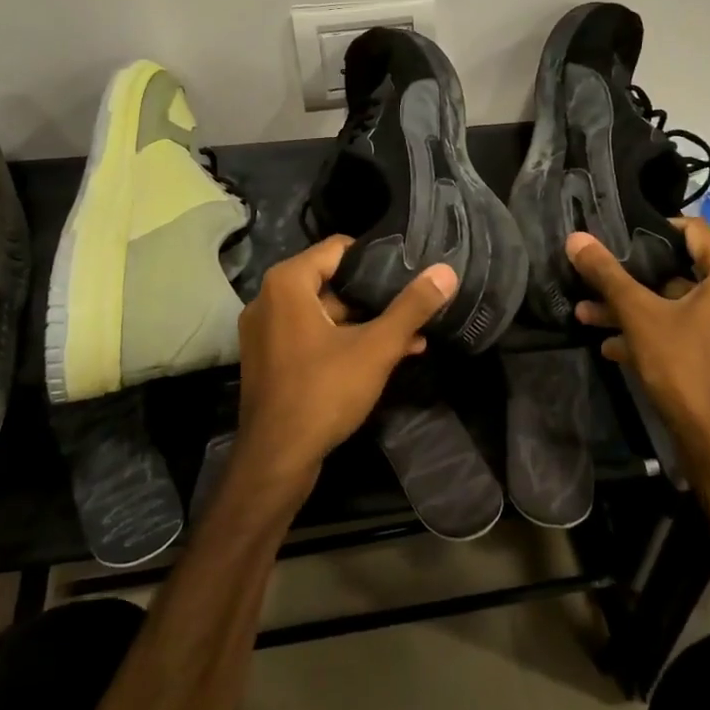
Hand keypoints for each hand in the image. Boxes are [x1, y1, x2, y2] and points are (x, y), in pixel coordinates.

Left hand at [235, 236, 457, 492]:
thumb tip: (445, 271)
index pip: (337, 249)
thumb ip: (411, 307)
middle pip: (331, 281)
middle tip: (412, 305)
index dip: (375, 258)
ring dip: (364, 323)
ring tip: (411, 337)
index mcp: (286, 283)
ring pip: (323, 313)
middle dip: (374, 297)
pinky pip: (310, 335)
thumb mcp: (376, 348)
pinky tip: (382, 358)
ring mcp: (264, 331)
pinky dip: (341, 341)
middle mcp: (268, 299)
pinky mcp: (268, 359)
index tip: (407, 270)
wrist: (276, 460)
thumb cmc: (324, 392)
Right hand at [569, 217, 709, 450]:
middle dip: (632, 277)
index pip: (692, 230)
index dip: (652, 229)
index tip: (617, 236)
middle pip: (680, 270)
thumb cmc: (684, 365)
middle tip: (595, 277)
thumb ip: (608, 274)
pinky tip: (613, 346)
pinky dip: (654, 332)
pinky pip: (687, 330)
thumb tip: (576, 238)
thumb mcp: (639, 314)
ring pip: (678, 304)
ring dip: (634, 308)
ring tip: (588, 315)